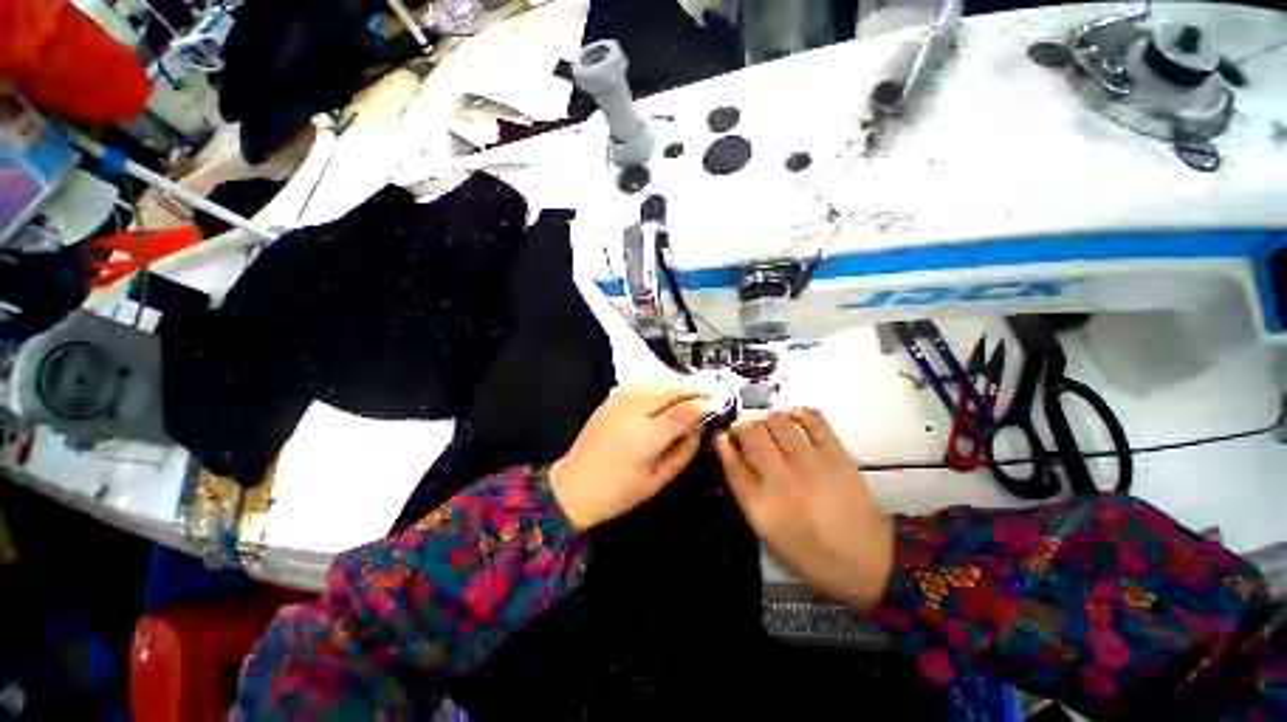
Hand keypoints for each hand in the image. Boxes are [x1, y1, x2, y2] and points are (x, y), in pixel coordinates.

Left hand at [550, 384, 710, 529]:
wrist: (573, 486)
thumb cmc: (618, 491)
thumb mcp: (657, 481)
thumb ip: (683, 453)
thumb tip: (699, 431)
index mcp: (647, 436)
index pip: (684, 411)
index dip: (704, 405)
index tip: (717, 405)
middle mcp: (634, 411)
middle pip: (670, 389)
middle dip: (693, 387)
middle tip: (711, 390)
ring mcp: (619, 402)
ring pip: (655, 381)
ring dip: (676, 382)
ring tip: (692, 387)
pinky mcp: (610, 400)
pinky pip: (639, 383)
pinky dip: (657, 381)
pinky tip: (665, 387)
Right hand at [714, 408, 893, 610]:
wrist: (867, 560)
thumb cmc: (810, 553)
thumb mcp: (766, 533)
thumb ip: (744, 492)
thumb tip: (731, 455)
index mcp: (760, 504)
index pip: (731, 460)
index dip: (722, 443)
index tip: (721, 437)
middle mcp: (780, 479)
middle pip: (750, 432)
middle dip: (739, 425)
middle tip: (742, 430)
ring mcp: (810, 463)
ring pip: (775, 419)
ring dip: (763, 416)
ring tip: (764, 423)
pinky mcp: (835, 453)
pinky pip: (811, 417)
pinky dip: (795, 411)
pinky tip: (789, 417)